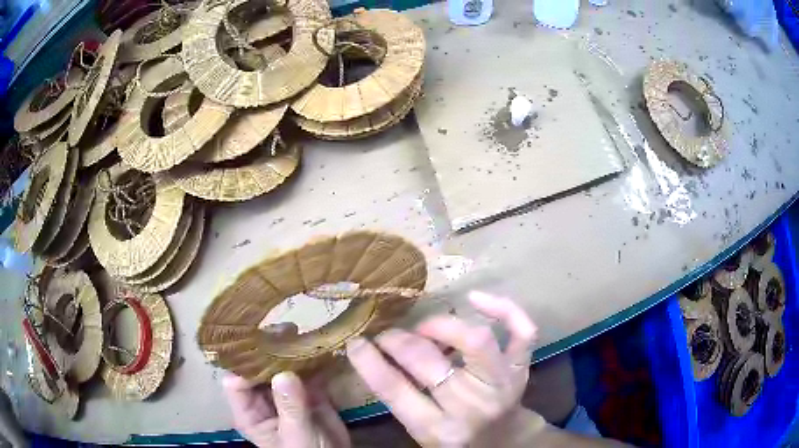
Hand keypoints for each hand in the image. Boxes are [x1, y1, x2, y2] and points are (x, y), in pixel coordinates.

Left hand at [222, 323, 349, 447]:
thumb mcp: (297, 434)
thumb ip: (290, 407)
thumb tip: (284, 373)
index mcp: (250, 411)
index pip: (236, 381)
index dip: (244, 363)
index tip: (262, 347)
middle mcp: (263, 398)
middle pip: (258, 368)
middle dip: (268, 349)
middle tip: (285, 329)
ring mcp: (286, 394)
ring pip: (281, 367)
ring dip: (290, 350)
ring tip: (300, 331)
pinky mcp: (308, 392)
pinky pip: (307, 373)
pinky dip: (313, 361)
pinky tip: (319, 346)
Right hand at [346, 291, 537, 446]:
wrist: (504, 440)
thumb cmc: (457, 436)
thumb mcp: (422, 428)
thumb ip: (400, 396)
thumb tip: (374, 352)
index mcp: (438, 429)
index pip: (395, 391)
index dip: (369, 362)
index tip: (356, 342)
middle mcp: (471, 407)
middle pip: (429, 362)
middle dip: (398, 341)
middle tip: (387, 334)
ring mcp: (502, 384)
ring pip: (475, 341)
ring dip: (440, 326)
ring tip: (423, 327)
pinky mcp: (521, 368)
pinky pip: (522, 332)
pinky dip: (504, 309)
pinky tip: (476, 298)